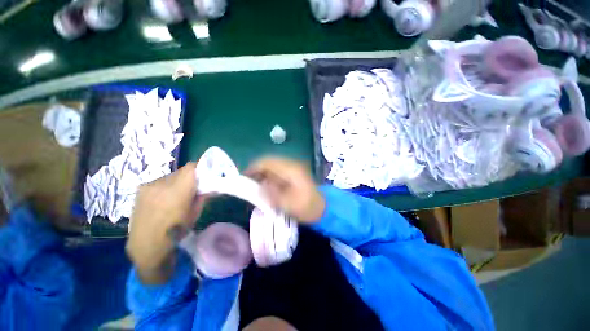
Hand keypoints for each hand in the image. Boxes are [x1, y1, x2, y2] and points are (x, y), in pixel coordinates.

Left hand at [126, 163, 205, 283]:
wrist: (146, 245)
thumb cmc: (175, 231)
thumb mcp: (195, 213)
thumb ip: (202, 196)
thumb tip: (209, 186)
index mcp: (178, 191)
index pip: (192, 167)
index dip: (201, 168)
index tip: (205, 175)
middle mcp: (162, 184)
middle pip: (182, 171)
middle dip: (190, 177)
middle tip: (194, 187)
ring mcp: (149, 185)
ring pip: (171, 176)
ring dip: (178, 181)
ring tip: (177, 195)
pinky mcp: (141, 189)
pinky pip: (160, 181)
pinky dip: (167, 186)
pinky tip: (164, 198)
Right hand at [246, 157, 324, 223]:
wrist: (323, 208)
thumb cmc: (306, 207)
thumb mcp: (287, 204)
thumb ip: (271, 193)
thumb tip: (258, 185)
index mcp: (290, 169)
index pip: (267, 161)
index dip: (253, 167)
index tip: (243, 177)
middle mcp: (291, 164)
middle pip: (269, 162)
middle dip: (256, 171)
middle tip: (247, 183)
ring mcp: (293, 168)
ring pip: (272, 166)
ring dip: (262, 174)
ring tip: (255, 186)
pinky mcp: (294, 173)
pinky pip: (277, 171)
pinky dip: (269, 177)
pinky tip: (266, 186)